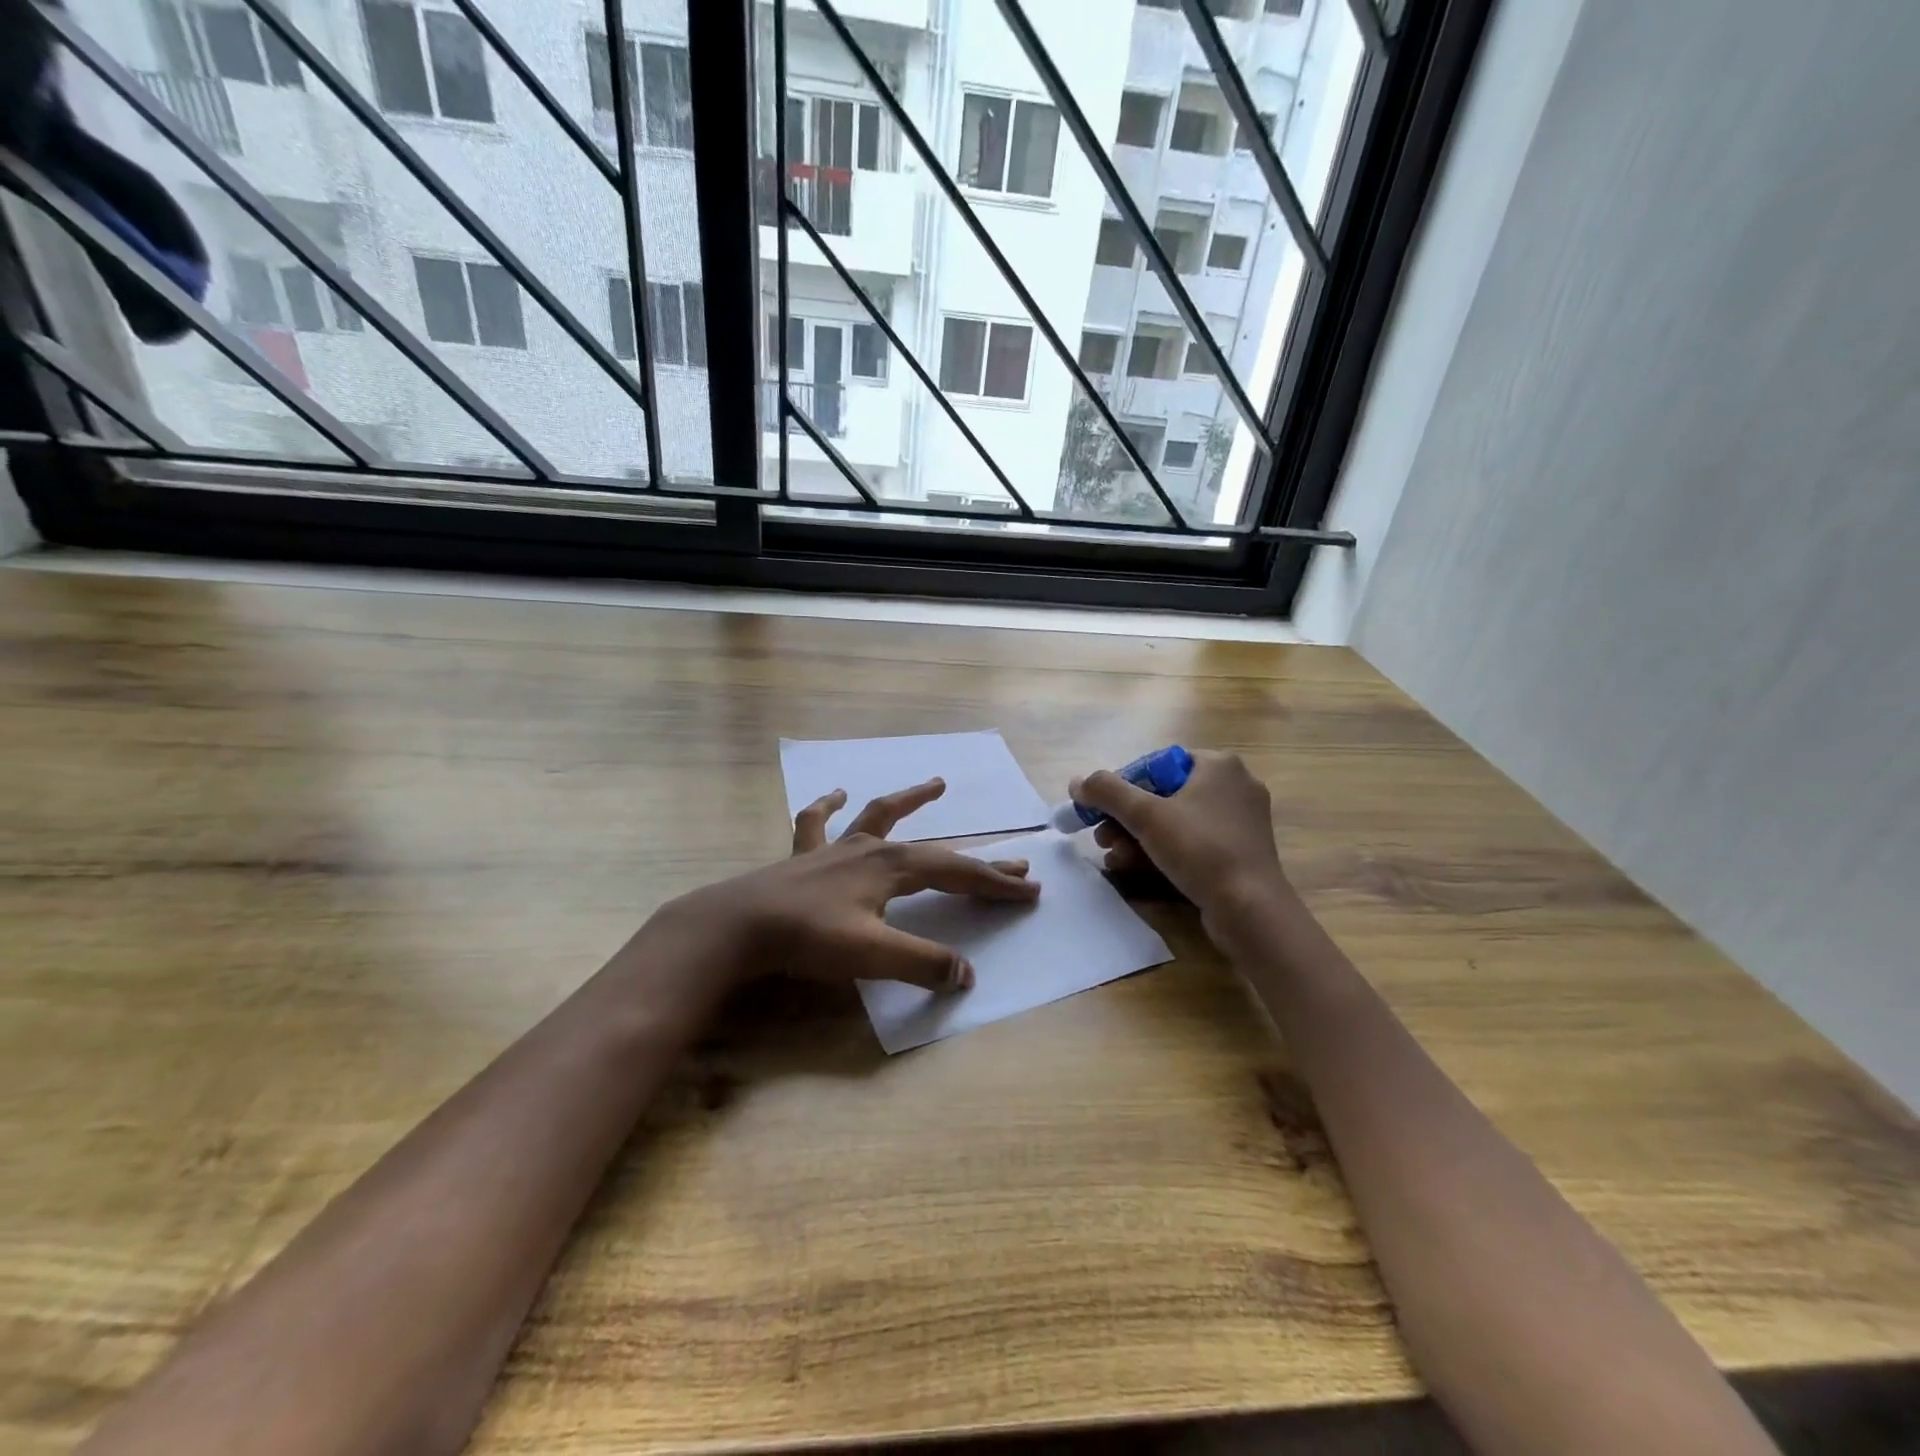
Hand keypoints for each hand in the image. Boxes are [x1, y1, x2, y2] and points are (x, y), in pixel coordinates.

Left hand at [665, 778, 1039, 991]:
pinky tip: (836, 794)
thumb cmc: (809, 938)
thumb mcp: (872, 956)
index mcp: (893, 868)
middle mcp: (871, 848)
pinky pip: (819, 822)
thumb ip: (922, 964)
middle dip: (976, 862)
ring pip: (881, 815)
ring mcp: (836, 847)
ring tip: (936, 784)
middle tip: (1014, 864)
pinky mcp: (804, 854)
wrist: (739, 925)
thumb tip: (967, 975)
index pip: (957, 874)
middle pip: (935, 851)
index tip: (1029, 891)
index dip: (994, 884)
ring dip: (911, 800)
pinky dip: (830, 807)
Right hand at [1070, 751, 1287, 934]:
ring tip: (1114, 858)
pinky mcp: (1240, 852)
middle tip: (1102, 838)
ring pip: (1175, 822)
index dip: (1122, 788)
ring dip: (1138, 839)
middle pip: (1162, 795)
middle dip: (1126, 820)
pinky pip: (1192, 843)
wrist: (1250, 910)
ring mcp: (1239, 821)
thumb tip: (1077, 782)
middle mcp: (1233, 786)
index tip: (1100, 812)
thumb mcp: (1146, 815)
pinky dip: (1163, 852)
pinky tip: (1135, 869)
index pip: (1155, 765)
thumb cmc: (1200, 850)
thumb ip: (1107, 792)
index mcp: (1218, 765)